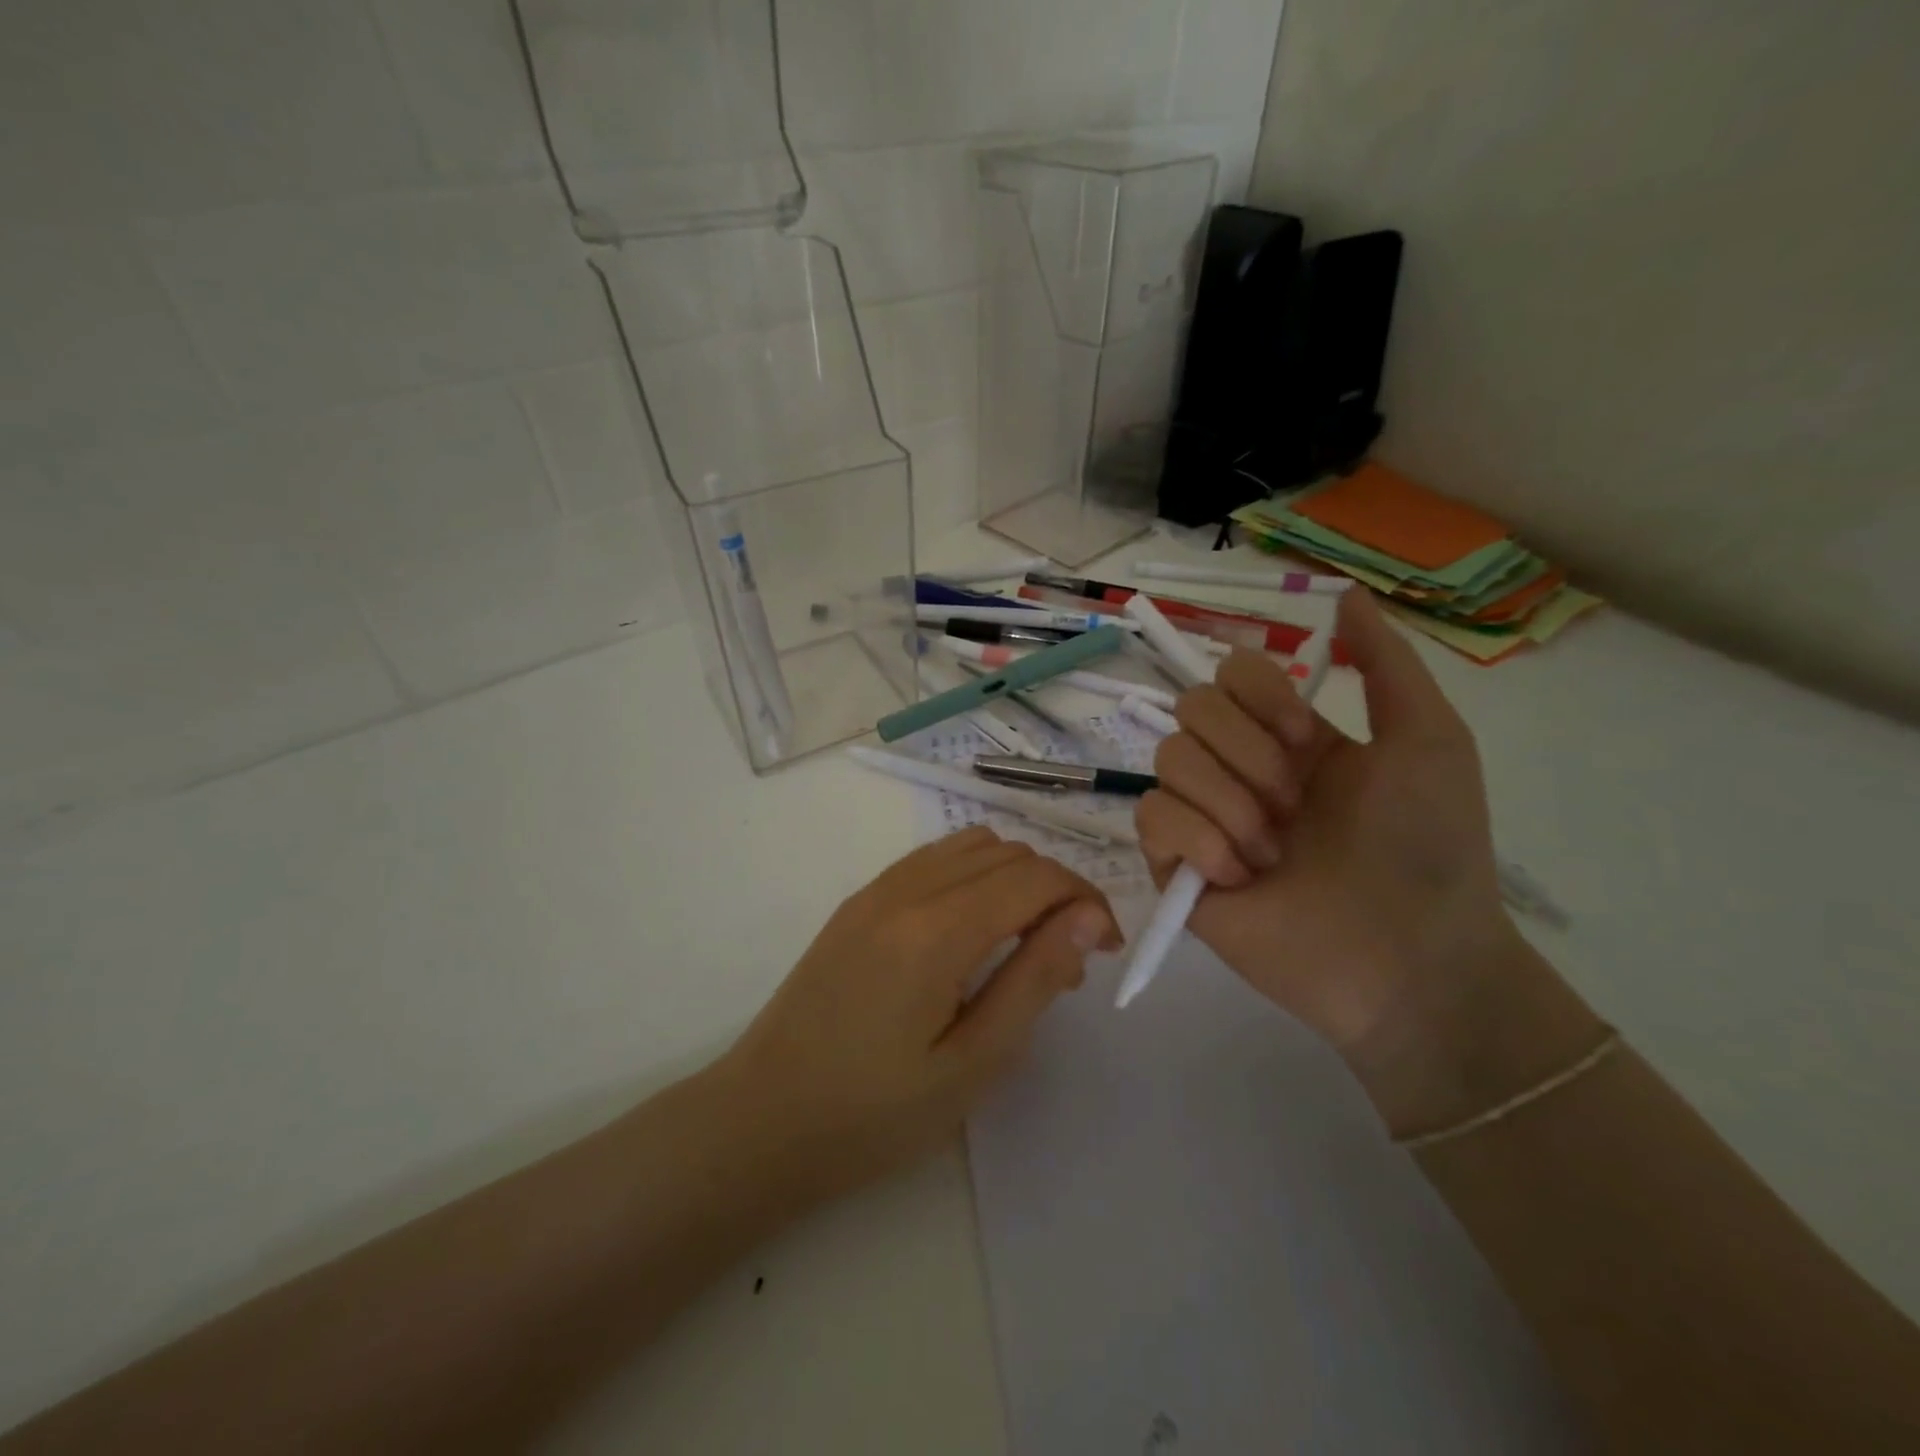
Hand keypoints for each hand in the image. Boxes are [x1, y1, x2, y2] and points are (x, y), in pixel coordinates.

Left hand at [711, 829, 1119, 1204]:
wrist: (761, 1120)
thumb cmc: (873, 1113)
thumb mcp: (972, 1062)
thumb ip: (1035, 980)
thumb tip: (1088, 918)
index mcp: (938, 929)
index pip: (1036, 877)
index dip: (1086, 900)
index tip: (1108, 947)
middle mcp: (907, 889)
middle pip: (1007, 853)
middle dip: (1056, 889)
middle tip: (1069, 958)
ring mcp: (876, 890)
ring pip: (970, 846)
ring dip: (1014, 876)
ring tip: (1024, 941)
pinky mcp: (858, 902)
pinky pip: (932, 860)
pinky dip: (973, 874)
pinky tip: (973, 929)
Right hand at [1135, 589, 1532, 1124]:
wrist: (1411, 959)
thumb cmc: (1429, 846)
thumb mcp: (1428, 739)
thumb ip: (1386, 662)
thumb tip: (1342, 593)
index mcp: (1288, 737)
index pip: (1230, 674)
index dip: (1261, 695)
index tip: (1310, 740)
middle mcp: (1238, 768)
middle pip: (1191, 708)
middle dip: (1248, 754)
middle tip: (1296, 805)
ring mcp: (1203, 817)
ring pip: (1167, 760)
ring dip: (1229, 802)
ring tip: (1273, 851)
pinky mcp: (1175, 866)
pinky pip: (1152, 818)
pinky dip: (1197, 840)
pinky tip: (1240, 876)